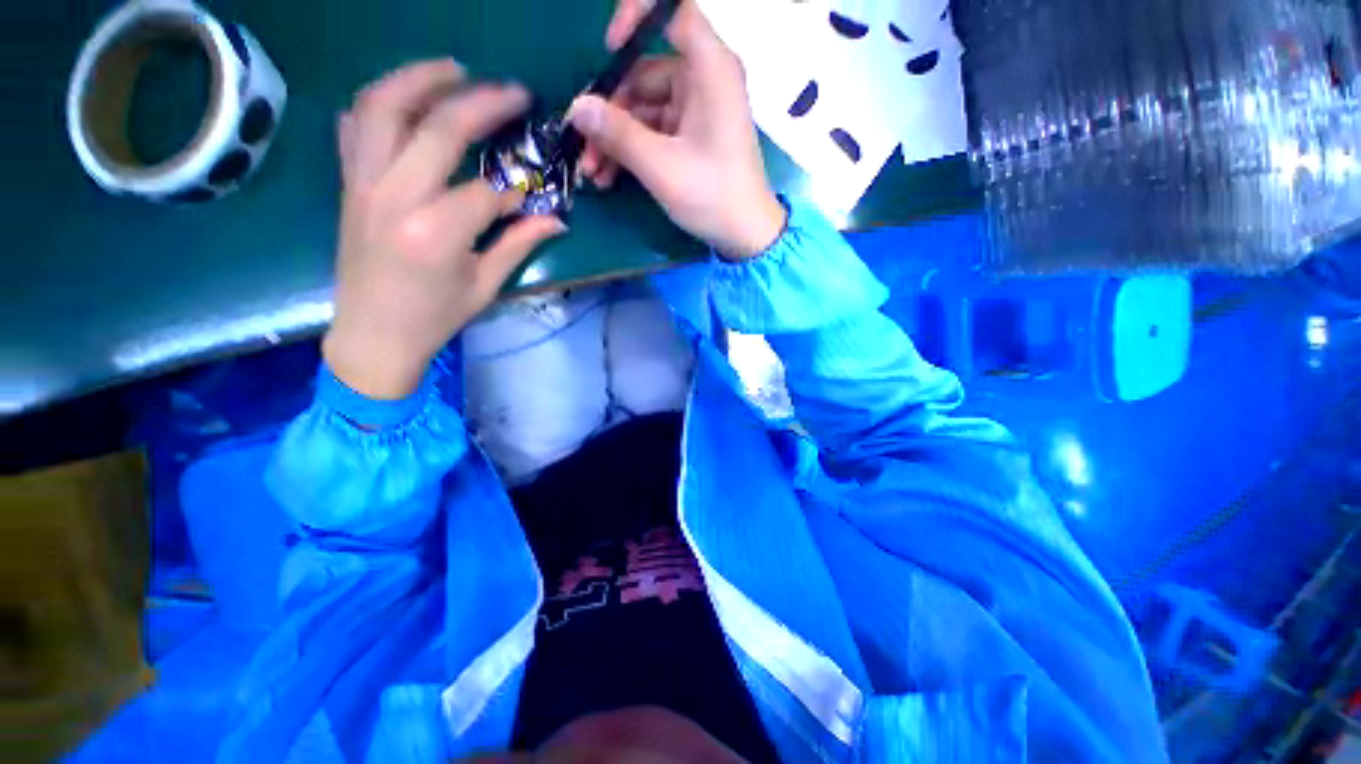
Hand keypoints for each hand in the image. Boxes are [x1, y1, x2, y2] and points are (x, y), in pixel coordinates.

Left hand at [324, 60, 566, 400]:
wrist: (372, 334)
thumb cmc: (434, 318)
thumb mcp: (485, 286)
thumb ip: (519, 244)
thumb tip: (556, 219)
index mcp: (436, 232)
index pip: (486, 191)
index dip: (516, 189)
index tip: (532, 193)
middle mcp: (395, 196)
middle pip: (439, 128)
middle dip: (483, 103)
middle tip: (515, 91)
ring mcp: (364, 183)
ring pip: (383, 106)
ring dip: (420, 78)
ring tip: (454, 68)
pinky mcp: (348, 183)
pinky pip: (354, 125)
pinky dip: (379, 101)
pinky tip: (404, 97)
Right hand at [570, 0, 785, 260]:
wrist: (744, 235)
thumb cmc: (712, 196)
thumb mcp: (661, 166)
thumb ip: (617, 134)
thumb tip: (577, 108)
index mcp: (709, 69)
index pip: (673, 10)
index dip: (635, 17)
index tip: (608, 52)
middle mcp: (703, 80)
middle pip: (643, 74)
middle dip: (609, 112)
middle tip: (582, 146)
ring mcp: (696, 111)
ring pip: (643, 109)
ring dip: (614, 139)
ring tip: (592, 172)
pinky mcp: (691, 136)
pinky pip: (653, 131)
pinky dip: (631, 150)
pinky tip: (609, 176)